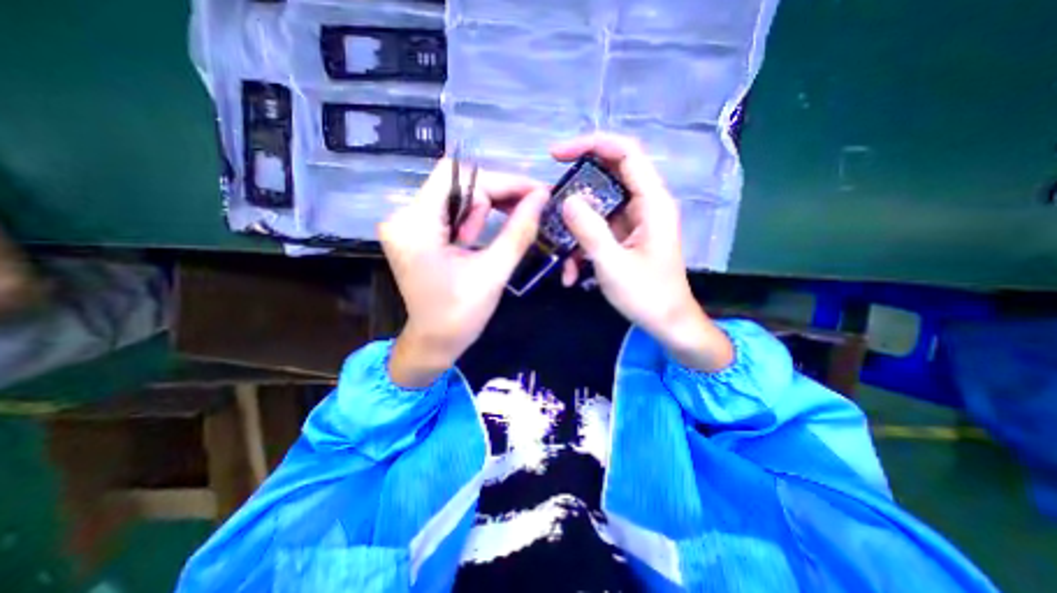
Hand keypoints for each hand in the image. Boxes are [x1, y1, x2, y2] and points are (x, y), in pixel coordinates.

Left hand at [378, 161, 545, 385]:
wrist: (433, 342)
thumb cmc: (460, 316)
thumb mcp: (494, 273)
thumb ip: (519, 231)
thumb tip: (542, 197)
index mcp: (415, 226)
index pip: (457, 176)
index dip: (500, 180)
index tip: (533, 192)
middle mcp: (403, 217)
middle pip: (456, 183)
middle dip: (494, 196)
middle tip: (524, 212)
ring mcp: (406, 223)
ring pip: (455, 195)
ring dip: (482, 211)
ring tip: (484, 242)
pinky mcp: (414, 231)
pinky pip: (449, 210)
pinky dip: (471, 219)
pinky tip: (476, 238)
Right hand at [554, 136, 736, 373]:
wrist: (668, 323)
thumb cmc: (648, 295)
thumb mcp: (613, 264)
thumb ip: (590, 230)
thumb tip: (567, 200)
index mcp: (652, 203)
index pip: (625, 153)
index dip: (591, 145)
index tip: (556, 155)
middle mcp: (645, 205)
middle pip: (606, 179)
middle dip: (574, 191)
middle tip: (548, 204)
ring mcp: (634, 222)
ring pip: (597, 210)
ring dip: (575, 230)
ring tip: (561, 257)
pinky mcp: (625, 238)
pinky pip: (598, 231)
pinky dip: (582, 247)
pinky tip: (572, 273)